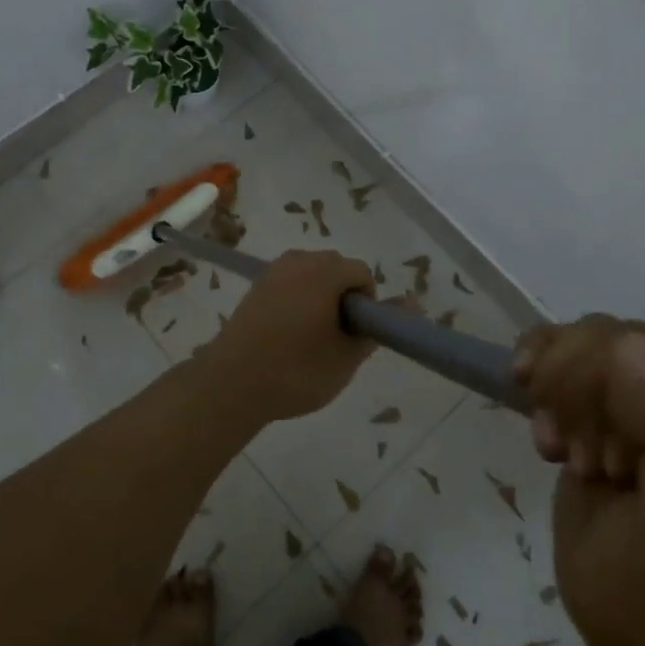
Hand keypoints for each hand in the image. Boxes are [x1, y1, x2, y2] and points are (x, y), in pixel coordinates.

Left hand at [201, 250, 376, 421]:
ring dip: (319, 297)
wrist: (232, 384)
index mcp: (324, 271)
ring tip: (312, 337)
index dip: (366, 303)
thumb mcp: (347, 356)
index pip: (361, 272)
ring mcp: (272, 272)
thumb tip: (412, 303)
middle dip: (343, 296)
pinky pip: (288, 283)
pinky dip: (297, 300)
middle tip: (336, 337)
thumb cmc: (297, 371)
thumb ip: (377, 327)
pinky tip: (288, 335)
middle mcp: (297, 261)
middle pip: (335, 267)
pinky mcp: (255, 287)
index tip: (355, 334)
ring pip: (310, 274)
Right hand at [515, 317, 644, 645]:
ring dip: (560, 383)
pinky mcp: (634, 419)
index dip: (616, 379)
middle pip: (637, 341)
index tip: (588, 448)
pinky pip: (581, 359)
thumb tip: (627, 344)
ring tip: (555, 444)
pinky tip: (536, 411)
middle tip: (567, 449)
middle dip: (583, 384)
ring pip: (602, 343)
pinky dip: (546, 370)